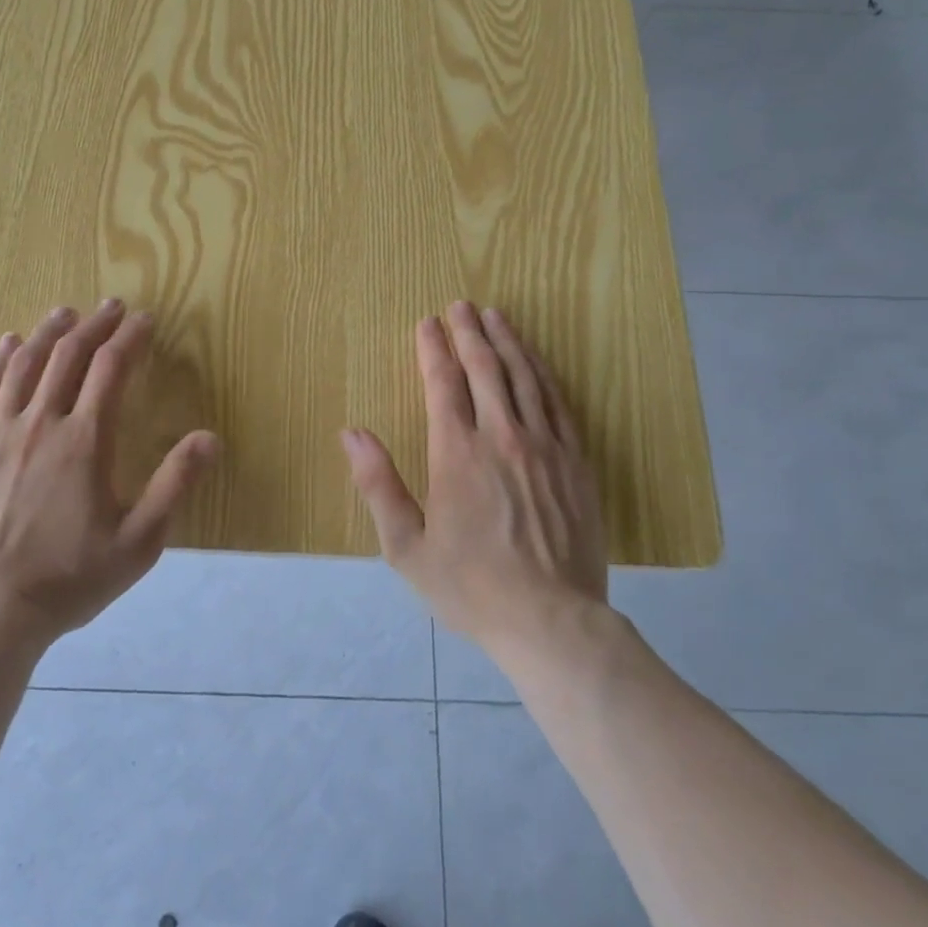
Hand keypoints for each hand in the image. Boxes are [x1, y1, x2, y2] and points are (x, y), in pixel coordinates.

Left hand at [0, 299, 218, 648]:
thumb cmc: (69, 579)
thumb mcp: (139, 542)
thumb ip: (175, 484)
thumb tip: (209, 437)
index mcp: (85, 441)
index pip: (111, 368)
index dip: (130, 338)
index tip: (144, 319)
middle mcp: (40, 424)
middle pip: (69, 357)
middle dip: (94, 325)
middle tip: (110, 306)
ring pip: (24, 365)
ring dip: (49, 333)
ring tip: (65, 312)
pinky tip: (9, 343)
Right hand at [341, 301, 609, 654]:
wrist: (551, 621)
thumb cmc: (470, 586)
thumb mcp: (406, 546)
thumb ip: (378, 484)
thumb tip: (352, 432)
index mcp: (456, 453)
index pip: (443, 383)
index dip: (433, 348)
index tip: (427, 322)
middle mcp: (502, 437)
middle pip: (485, 369)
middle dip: (469, 332)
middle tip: (461, 304)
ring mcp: (545, 447)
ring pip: (524, 377)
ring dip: (507, 342)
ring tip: (496, 315)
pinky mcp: (576, 462)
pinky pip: (558, 403)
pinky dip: (542, 373)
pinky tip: (535, 360)